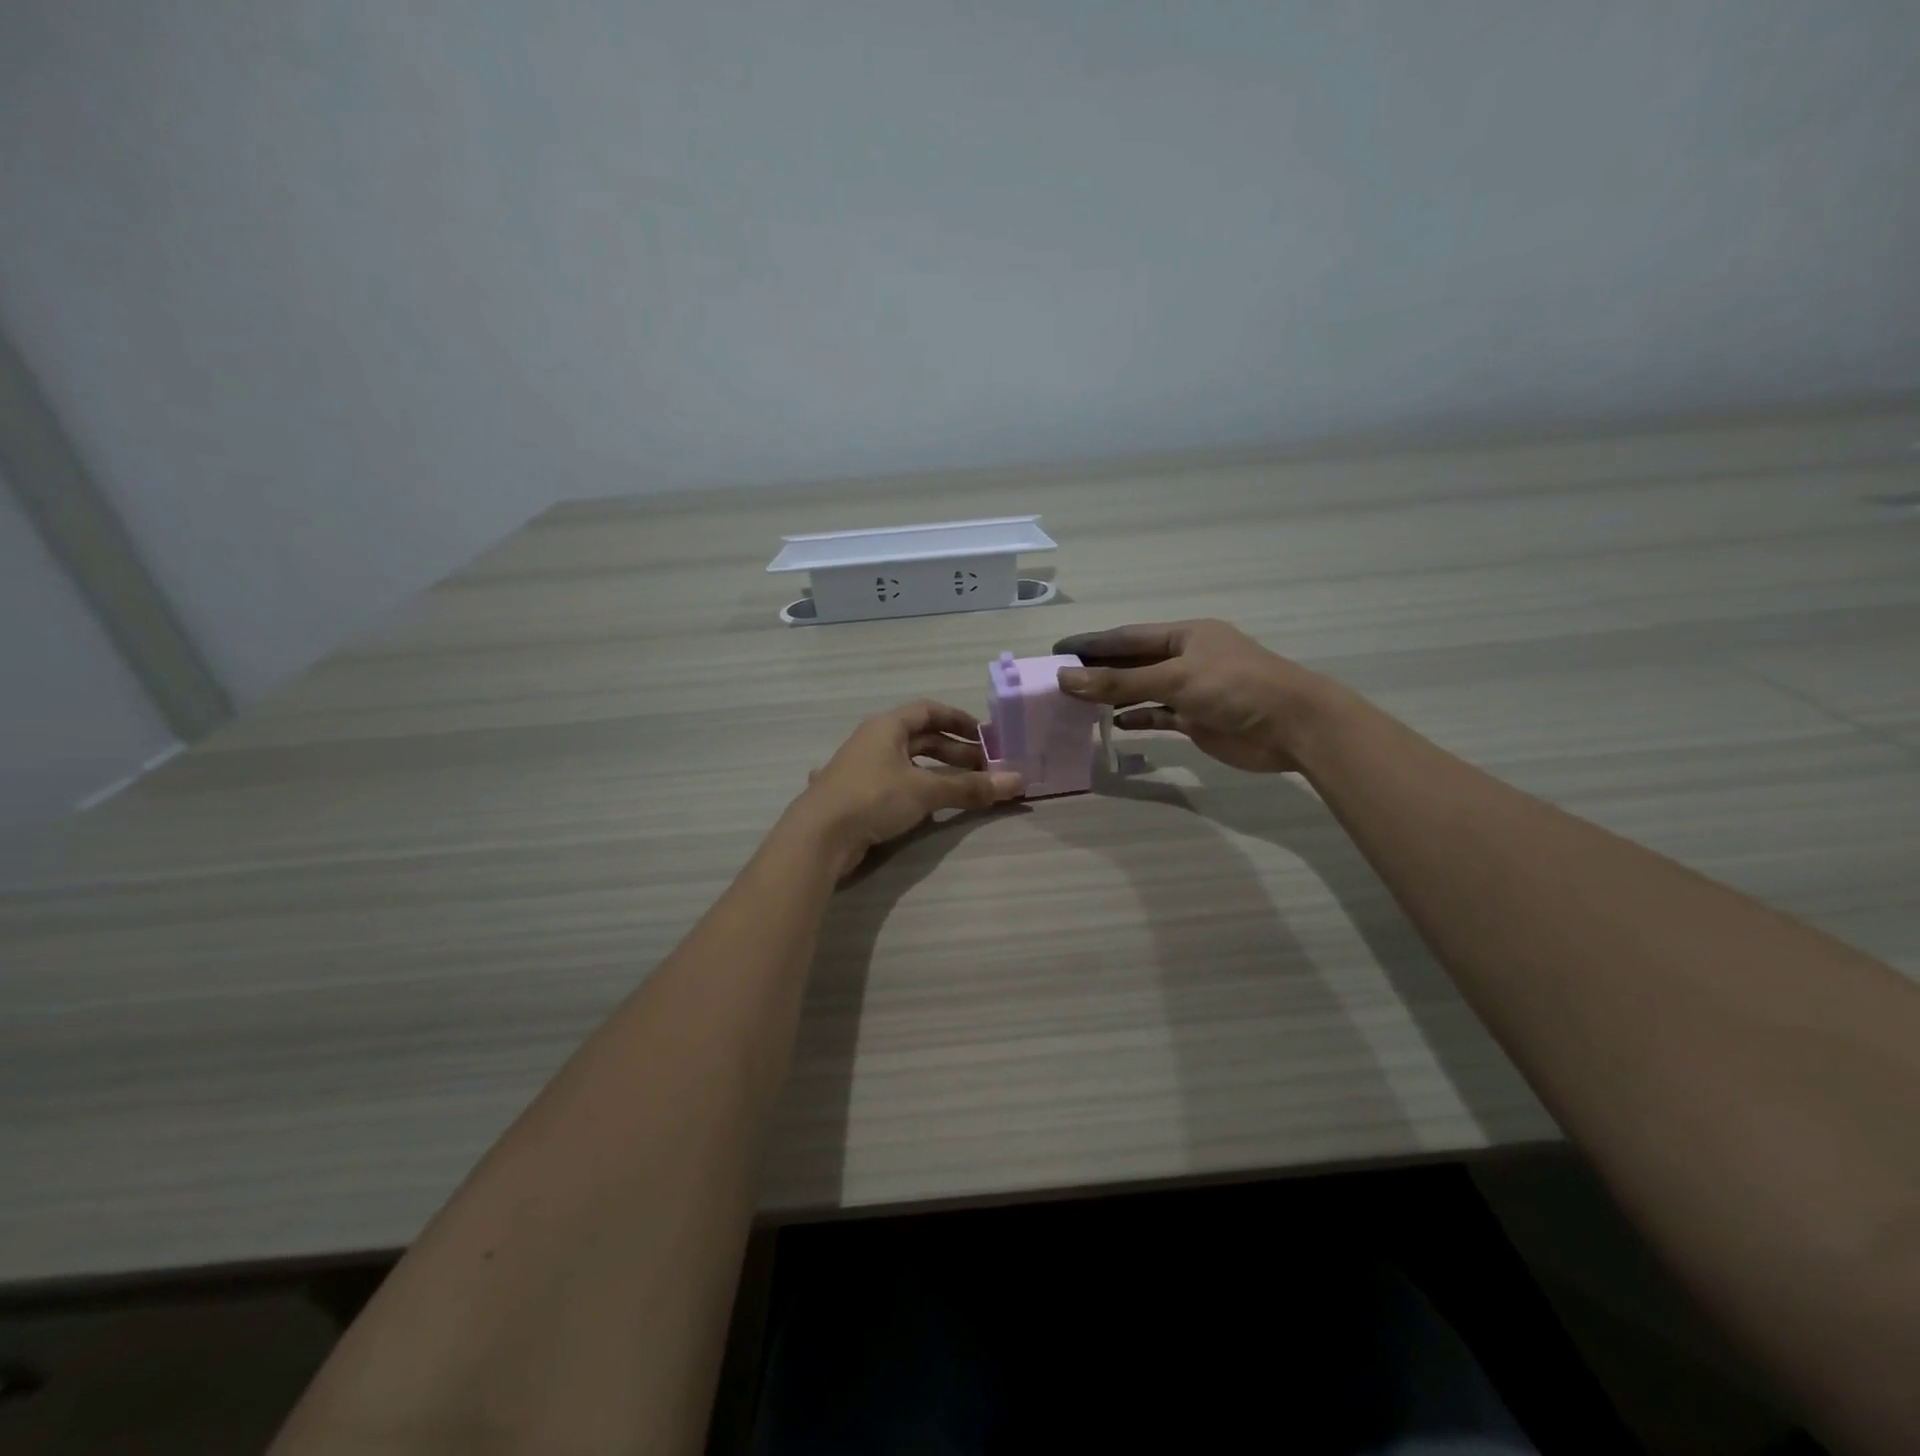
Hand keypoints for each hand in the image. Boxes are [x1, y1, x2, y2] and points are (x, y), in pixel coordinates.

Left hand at [791, 701, 1024, 876]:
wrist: (818, 836)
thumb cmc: (873, 797)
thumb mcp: (926, 791)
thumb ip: (970, 788)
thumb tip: (1017, 782)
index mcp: (886, 726)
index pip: (929, 710)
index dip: (959, 720)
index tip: (986, 736)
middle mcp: (873, 741)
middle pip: (921, 739)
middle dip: (955, 752)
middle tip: (985, 768)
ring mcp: (862, 770)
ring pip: (908, 764)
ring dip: (938, 773)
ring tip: (965, 789)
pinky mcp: (857, 797)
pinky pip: (895, 786)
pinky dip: (917, 791)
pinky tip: (927, 806)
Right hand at [1052, 620, 1328, 773]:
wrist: (1292, 726)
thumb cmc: (1235, 687)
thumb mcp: (1173, 679)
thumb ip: (1119, 682)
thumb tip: (1065, 679)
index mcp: (1184, 635)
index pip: (1127, 637)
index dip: (1092, 643)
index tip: (1058, 650)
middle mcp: (1186, 658)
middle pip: (1133, 662)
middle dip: (1099, 670)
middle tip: (1059, 680)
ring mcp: (1192, 690)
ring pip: (1143, 690)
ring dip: (1114, 696)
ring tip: (1077, 703)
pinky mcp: (1197, 718)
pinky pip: (1159, 715)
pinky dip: (1138, 718)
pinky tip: (1115, 724)